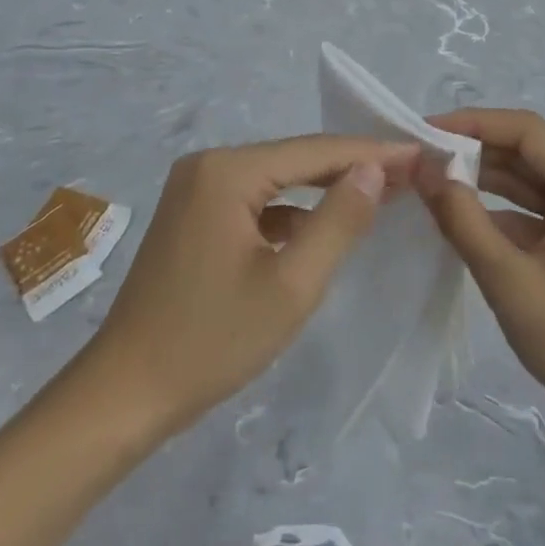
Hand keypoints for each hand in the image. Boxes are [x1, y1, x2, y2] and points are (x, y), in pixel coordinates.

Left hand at [81, 136, 418, 439]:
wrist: (124, 394)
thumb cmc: (211, 341)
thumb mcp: (291, 286)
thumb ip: (339, 221)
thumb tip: (374, 170)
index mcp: (227, 171)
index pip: (314, 151)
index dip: (371, 153)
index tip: (420, 154)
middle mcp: (208, 165)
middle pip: (294, 159)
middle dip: (350, 167)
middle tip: (409, 172)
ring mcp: (195, 188)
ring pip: (276, 179)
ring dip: (323, 188)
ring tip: (378, 193)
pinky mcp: (192, 214)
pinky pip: (255, 200)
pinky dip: (291, 210)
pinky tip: (321, 225)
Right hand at [417, 109, 544, 442]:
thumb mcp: (511, 282)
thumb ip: (464, 221)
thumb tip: (425, 170)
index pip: (527, 131)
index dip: (473, 124)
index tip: (424, 132)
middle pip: (530, 150)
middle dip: (475, 150)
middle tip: (421, 158)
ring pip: (533, 178)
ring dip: (487, 178)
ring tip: (433, 180)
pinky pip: (540, 207)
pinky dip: (503, 208)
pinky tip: (464, 216)